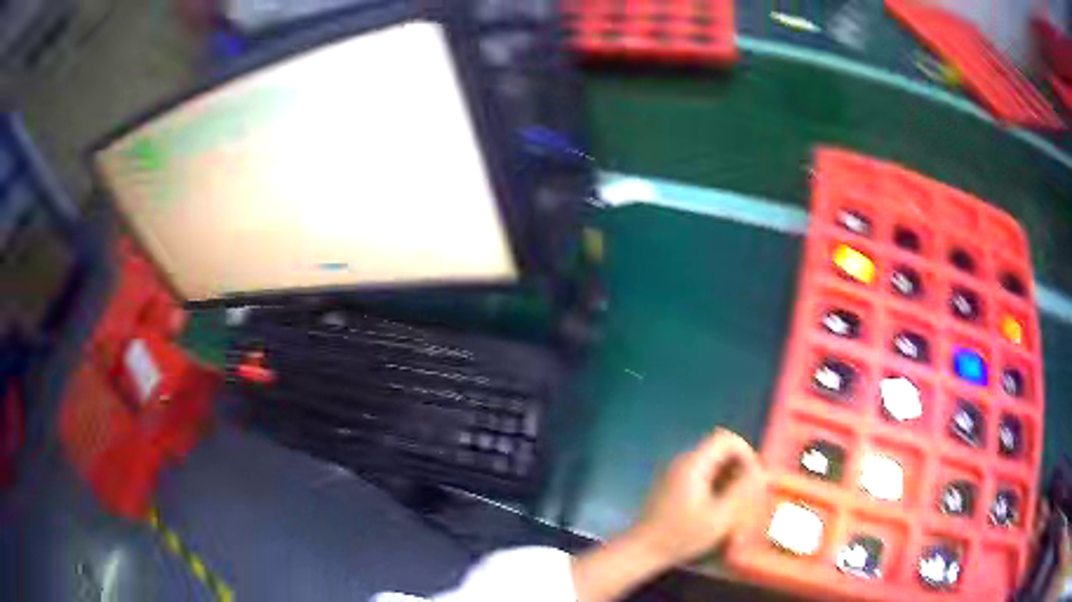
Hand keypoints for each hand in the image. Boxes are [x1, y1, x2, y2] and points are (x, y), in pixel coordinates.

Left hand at [627, 428, 764, 567]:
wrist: (643, 550)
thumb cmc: (681, 535)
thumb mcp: (719, 516)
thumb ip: (741, 490)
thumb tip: (759, 472)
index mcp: (694, 464)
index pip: (726, 438)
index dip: (746, 452)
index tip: (753, 477)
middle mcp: (683, 461)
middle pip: (719, 448)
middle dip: (738, 465)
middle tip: (746, 492)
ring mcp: (675, 471)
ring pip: (711, 461)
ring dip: (728, 475)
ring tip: (734, 501)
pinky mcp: (672, 484)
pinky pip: (701, 472)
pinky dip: (714, 482)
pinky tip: (717, 506)